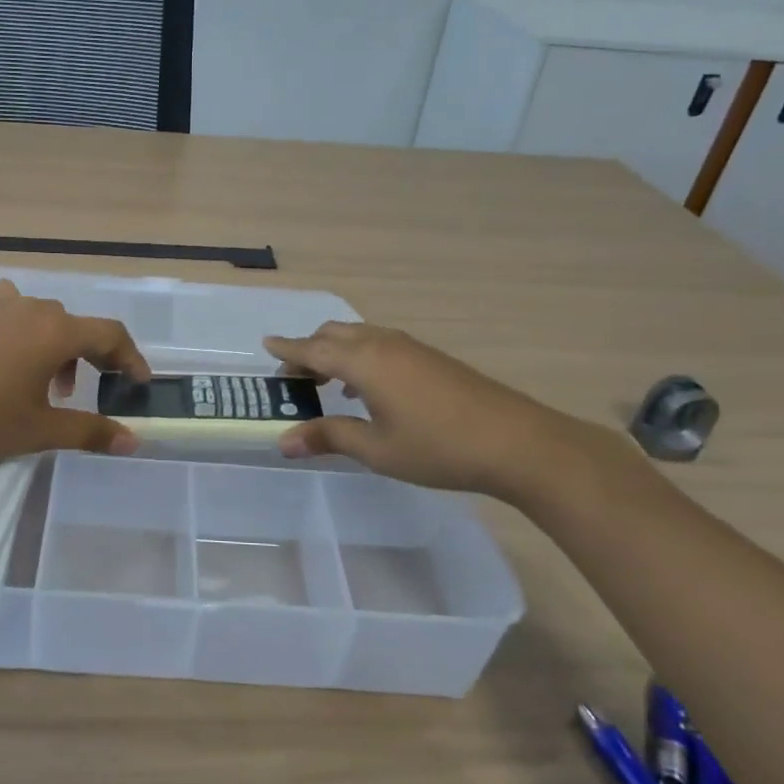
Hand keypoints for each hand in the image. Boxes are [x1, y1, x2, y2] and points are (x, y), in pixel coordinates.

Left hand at [0, 281, 149, 461]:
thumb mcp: (39, 430)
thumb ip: (90, 431)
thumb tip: (131, 441)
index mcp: (56, 331)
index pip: (110, 335)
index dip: (130, 358)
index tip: (138, 383)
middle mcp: (32, 308)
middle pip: (75, 327)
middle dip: (90, 358)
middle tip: (86, 392)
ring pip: (43, 320)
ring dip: (55, 349)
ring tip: (43, 387)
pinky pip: (12, 314)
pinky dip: (24, 335)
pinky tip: (7, 362)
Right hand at [263, 322, 613, 504]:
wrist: (517, 442)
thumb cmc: (438, 447)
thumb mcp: (376, 449)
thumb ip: (329, 437)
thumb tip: (284, 441)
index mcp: (364, 362)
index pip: (313, 349)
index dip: (287, 350)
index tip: (266, 344)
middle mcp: (383, 344)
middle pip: (334, 334)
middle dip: (309, 349)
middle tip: (294, 378)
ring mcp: (411, 348)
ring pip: (360, 336)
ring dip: (336, 351)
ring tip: (325, 383)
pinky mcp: (431, 358)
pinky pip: (381, 344)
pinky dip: (360, 356)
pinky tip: (366, 389)